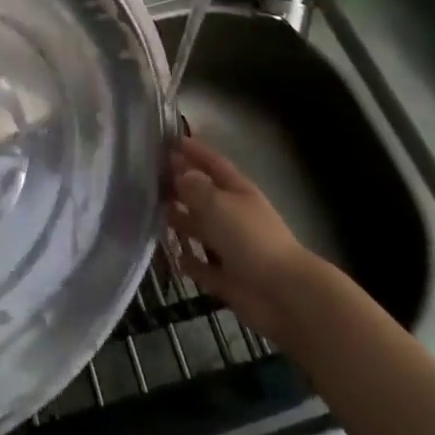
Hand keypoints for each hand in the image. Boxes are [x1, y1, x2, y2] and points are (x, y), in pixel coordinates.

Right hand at [167, 137, 315, 345]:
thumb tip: (179, 174)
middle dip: (181, 185)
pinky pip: (205, 268)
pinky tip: (174, 257)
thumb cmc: (250, 238)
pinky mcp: (229, 280)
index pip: (213, 163)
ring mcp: (233, 249)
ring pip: (202, 230)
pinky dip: (191, 263)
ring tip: (153, 213)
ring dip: (181, 222)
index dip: (194, 150)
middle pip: (205, 195)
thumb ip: (195, 188)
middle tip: (151, 178)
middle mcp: (235, 216)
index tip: (170, 140)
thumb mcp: (218, 204)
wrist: (283, 294)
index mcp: (238, 191)